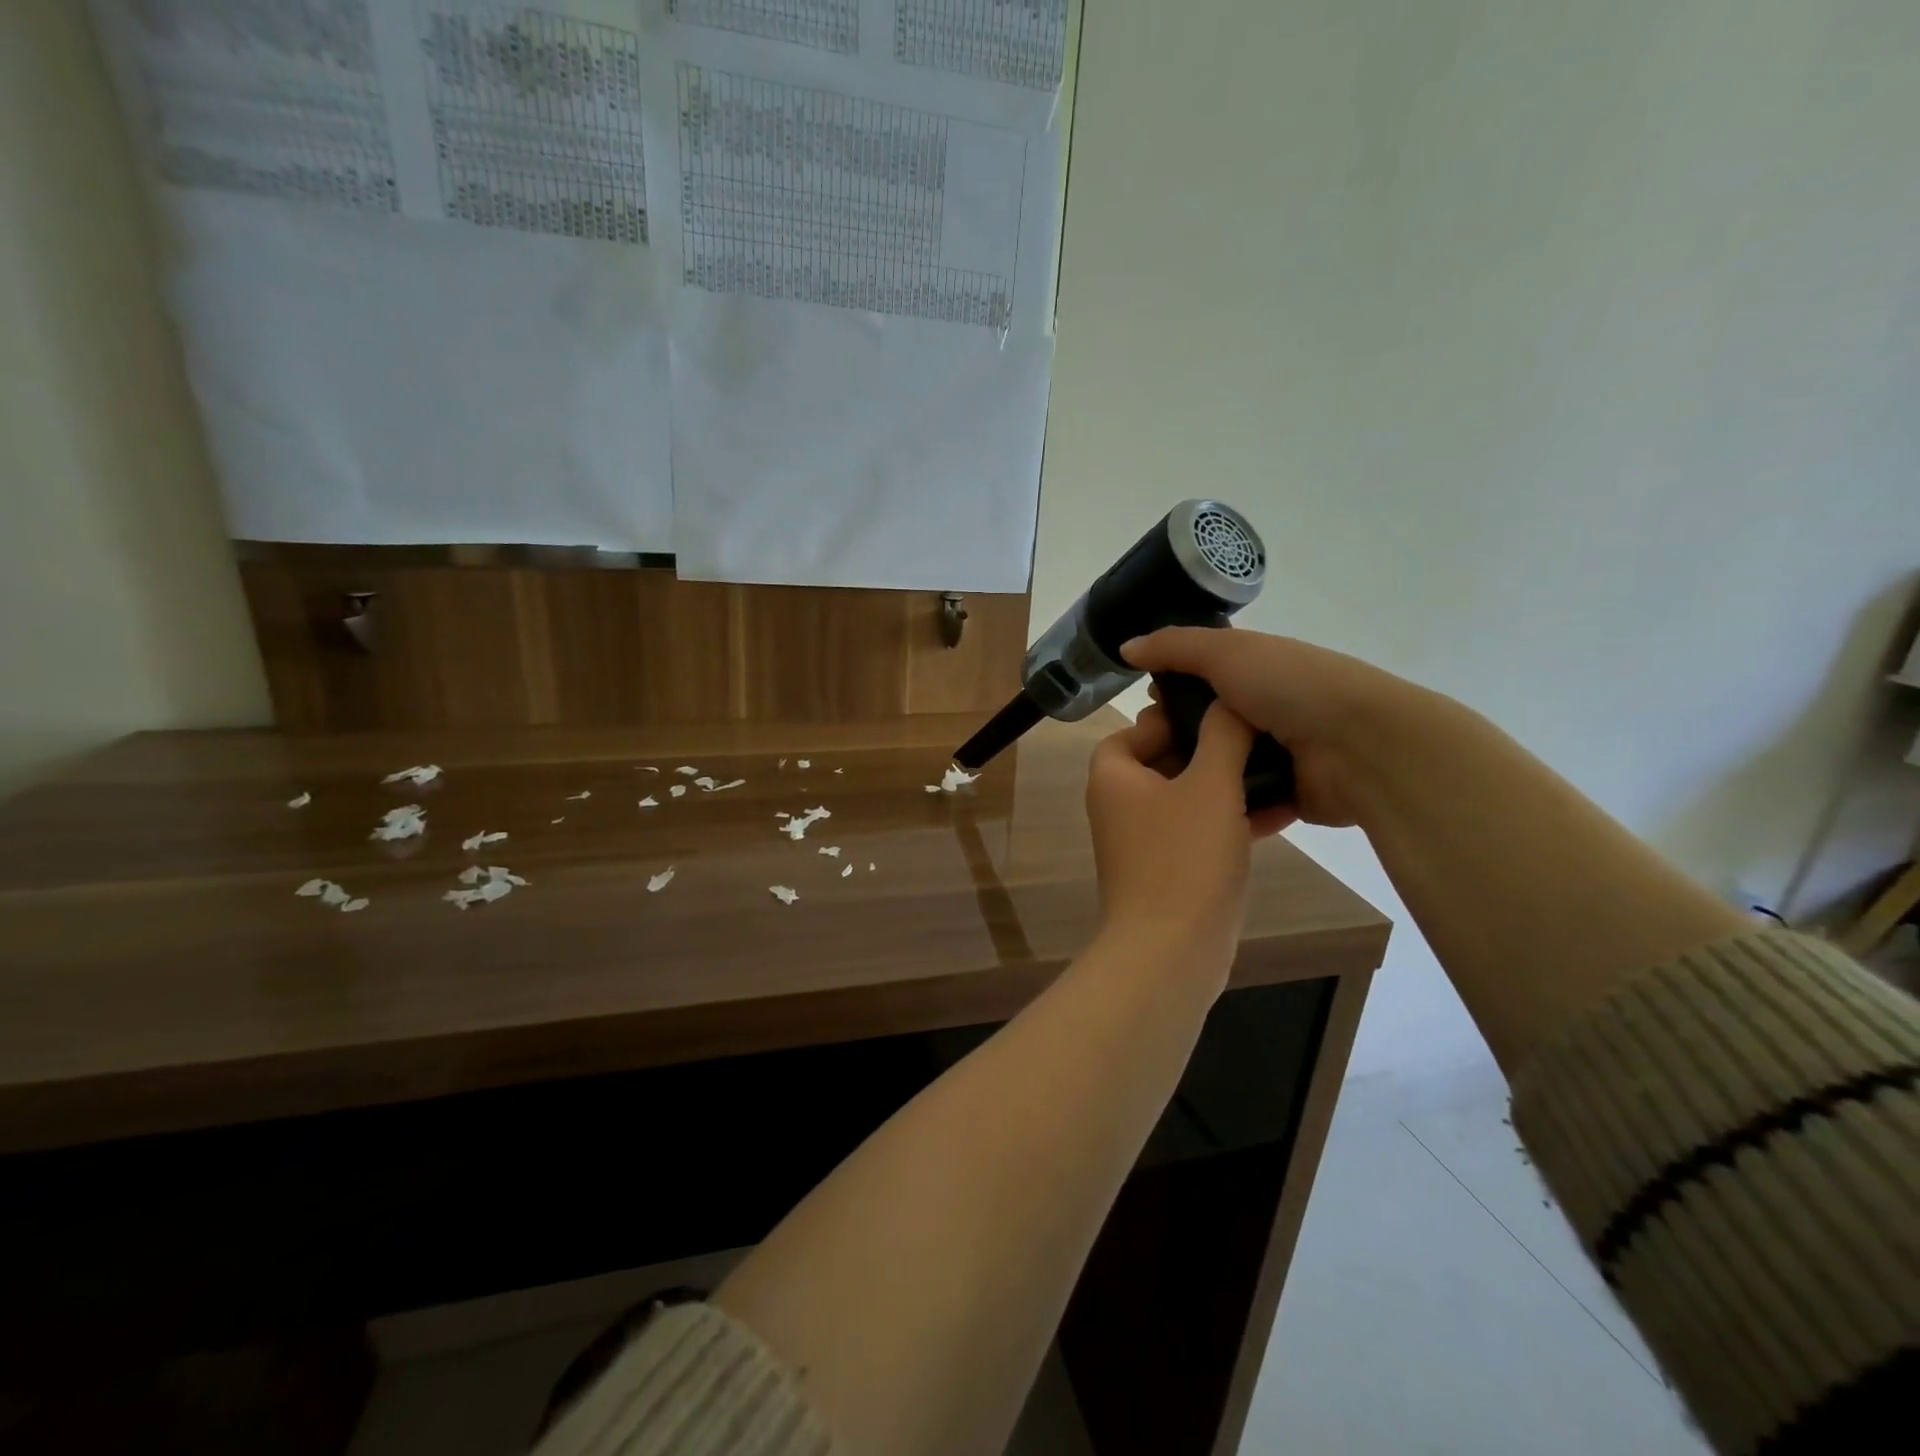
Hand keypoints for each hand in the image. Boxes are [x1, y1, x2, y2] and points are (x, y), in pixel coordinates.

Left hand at [1084, 702, 1280, 980]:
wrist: (1171, 952)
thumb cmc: (1184, 858)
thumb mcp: (1210, 784)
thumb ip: (1222, 736)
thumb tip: (1229, 700)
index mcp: (1114, 776)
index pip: (1136, 729)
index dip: (1174, 717)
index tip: (1219, 712)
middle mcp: (1120, 804)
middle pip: (1165, 760)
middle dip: (1212, 749)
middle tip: (1258, 736)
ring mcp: (1143, 841)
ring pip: (1188, 797)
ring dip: (1228, 784)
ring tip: (1279, 769)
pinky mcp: (1169, 870)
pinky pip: (1200, 831)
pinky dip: (1231, 819)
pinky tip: (1281, 812)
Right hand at [1124, 628, 1438, 828]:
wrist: (1359, 745)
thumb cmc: (1291, 686)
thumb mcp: (1227, 652)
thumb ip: (1174, 647)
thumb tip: (1126, 647)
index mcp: (1256, 671)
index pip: (1201, 678)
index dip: (1170, 688)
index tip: (1146, 706)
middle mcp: (1264, 710)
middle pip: (1205, 725)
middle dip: (1174, 736)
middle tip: (1148, 751)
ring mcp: (1276, 755)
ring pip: (1217, 765)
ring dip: (1191, 773)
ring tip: (1157, 786)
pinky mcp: (1283, 794)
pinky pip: (1239, 799)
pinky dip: (1216, 802)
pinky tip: (1183, 809)